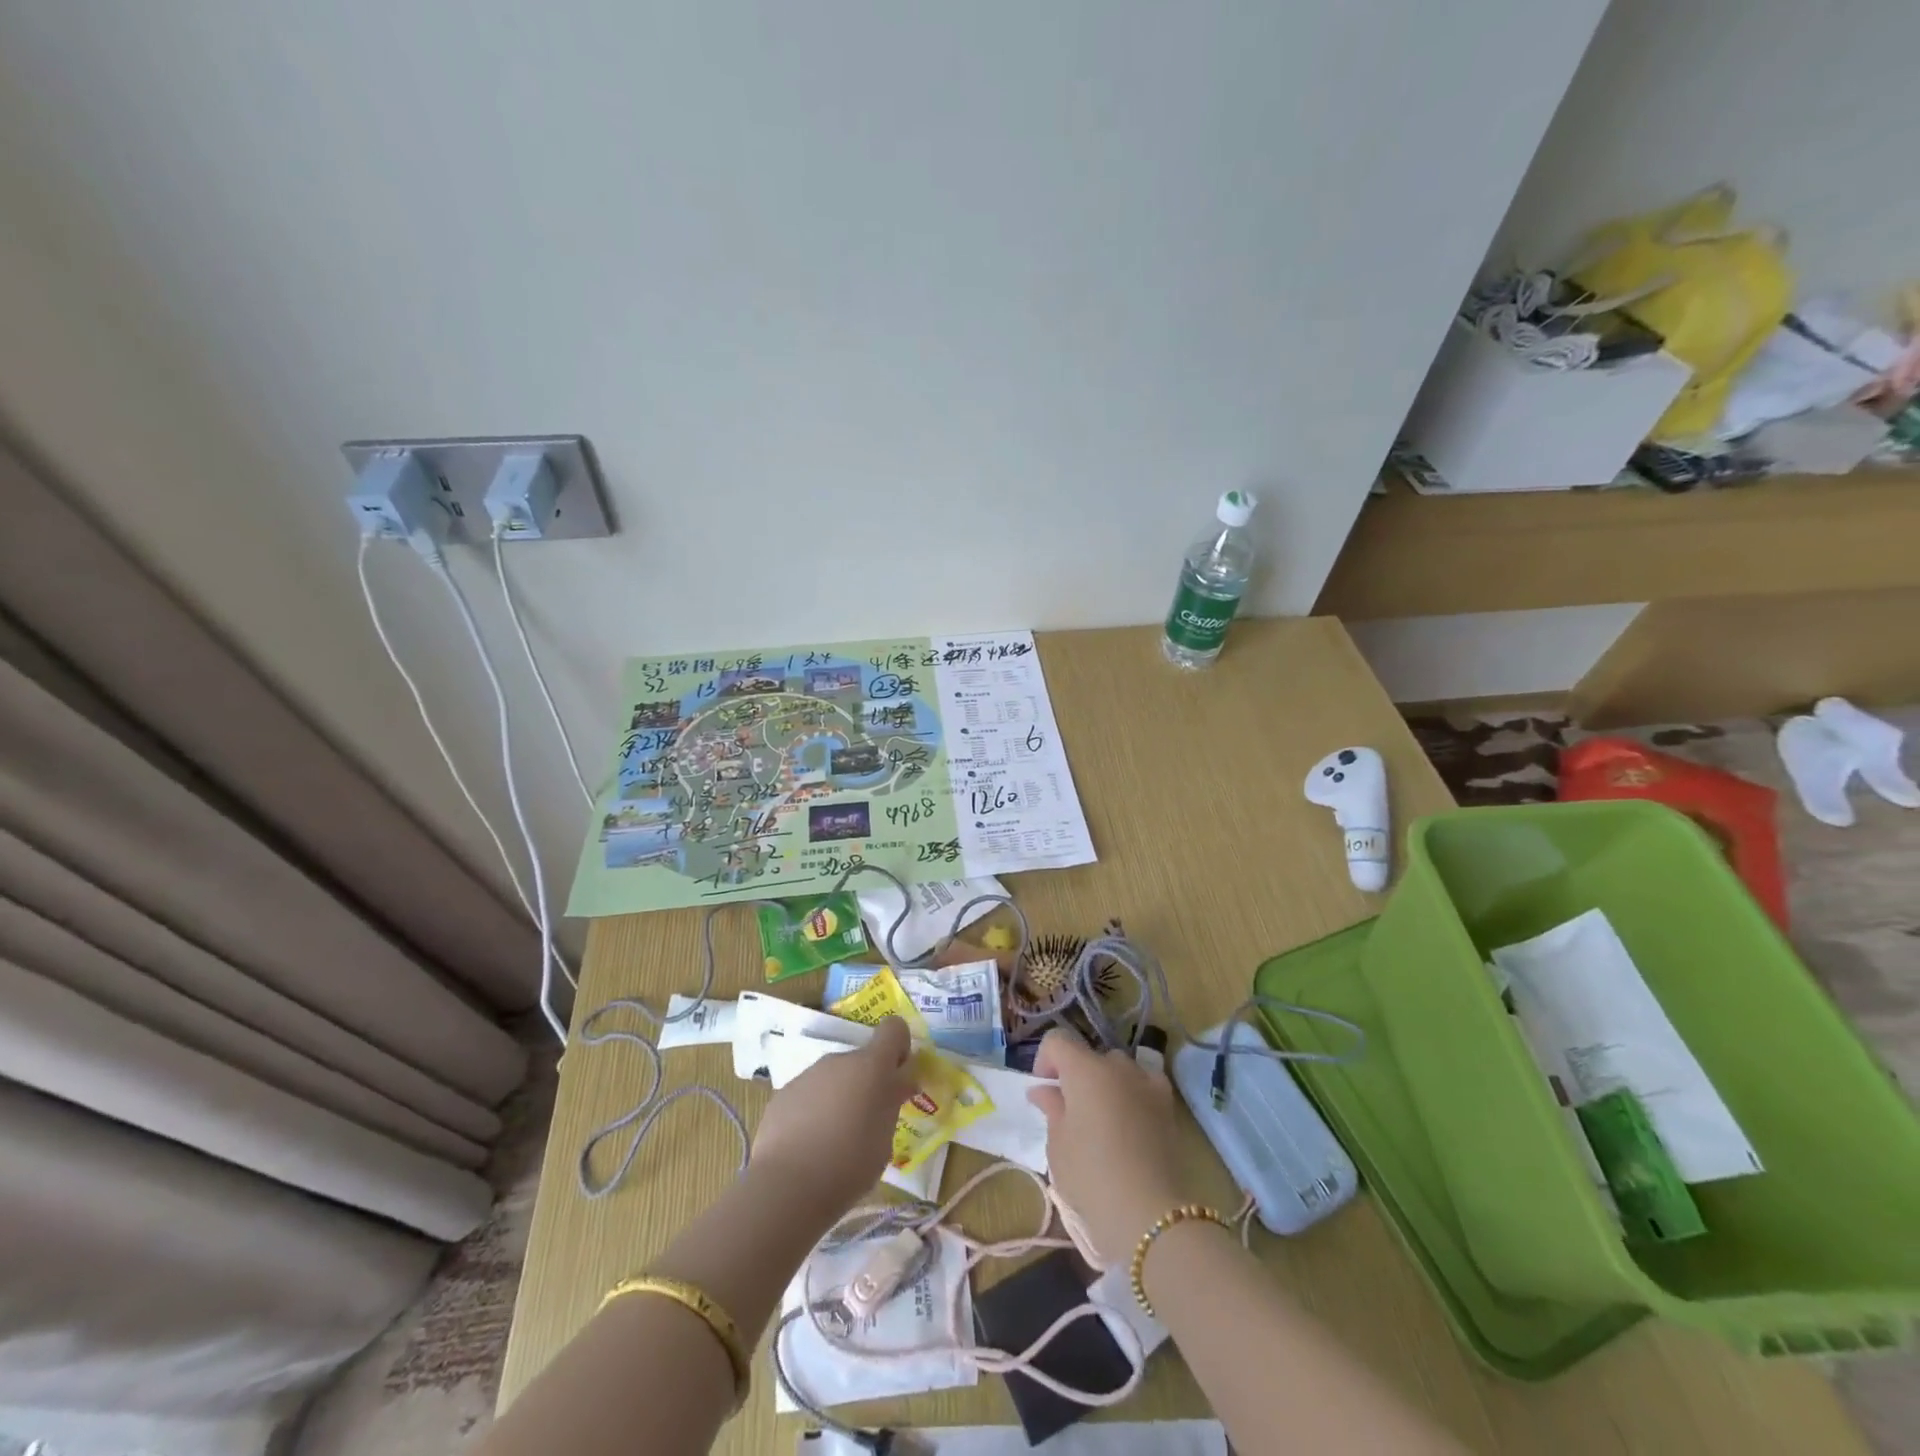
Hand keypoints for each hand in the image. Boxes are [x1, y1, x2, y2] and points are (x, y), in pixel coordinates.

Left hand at [751, 1016, 913, 1214]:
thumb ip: (892, 1103)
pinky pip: (808, 1094)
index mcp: (871, 1067)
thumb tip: (899, 1083)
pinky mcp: (783, 1094)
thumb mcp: (885, 1139)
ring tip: (834, 1140)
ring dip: (839, 1097)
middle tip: (867, 1122)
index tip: (898, 1076)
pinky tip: (808, 1145)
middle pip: (861, 1060)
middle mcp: (839, 1061)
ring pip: (833, 1078)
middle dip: (867, 1083)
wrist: (787, 1187)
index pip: (893, 1029)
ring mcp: (807, 1075)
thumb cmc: (850, 1165)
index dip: (899, 1046)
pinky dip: (813, 1111)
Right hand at [1027, 1028, 1194, 1262]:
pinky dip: (1133, 1094)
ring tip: (1102, 1121)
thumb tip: (1044, 1090)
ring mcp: (1147, 1082)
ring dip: (1106, 1084)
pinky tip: (1130, 1123)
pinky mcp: (1168, 1105)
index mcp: (1085, 1069)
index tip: (1044, 1092)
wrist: (1150, 1215)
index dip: (1045, 1061)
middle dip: (1076, 1077)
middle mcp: (1117, 1065)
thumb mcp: (1058, 1145)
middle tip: (1070, 1113)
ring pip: (1118, 1070)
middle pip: (1090, 1056)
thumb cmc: (1092, 1177)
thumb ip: (1051, 1109)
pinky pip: (1144, 1085)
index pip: (1057, 1040)